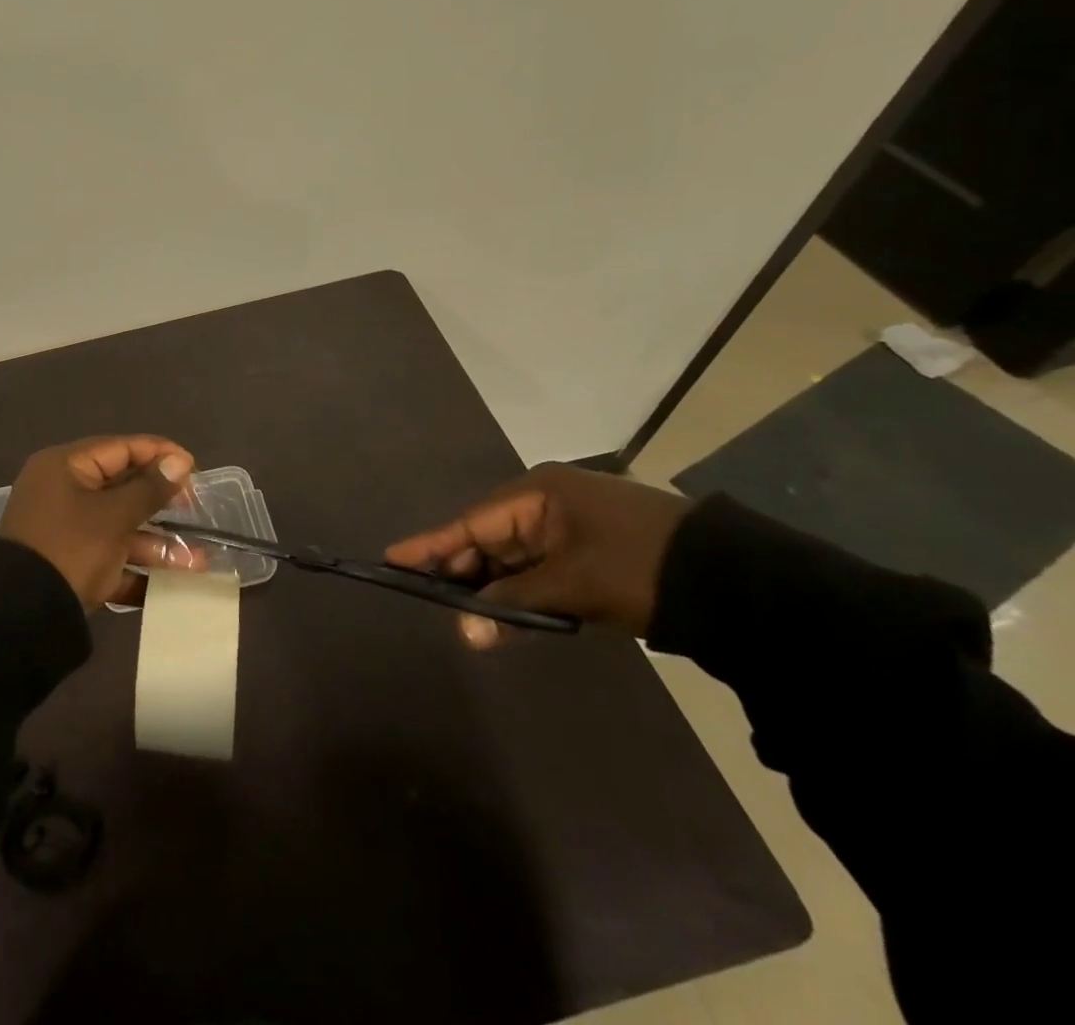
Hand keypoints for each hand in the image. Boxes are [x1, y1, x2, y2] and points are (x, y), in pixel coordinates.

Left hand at [0, 435, 202, 609]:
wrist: (21, 617)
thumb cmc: (71, 549)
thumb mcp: (114, 517)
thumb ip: (149, 488)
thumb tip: (178, 461)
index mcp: (65, 467)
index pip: (119, 448)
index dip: (159, 454)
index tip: (193, 467)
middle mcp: (62, 491)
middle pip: (121, 488)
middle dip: (162, 504)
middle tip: (195, 509)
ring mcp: (64, 529)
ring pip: (118, 527)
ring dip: (156, 544)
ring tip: (198, 561)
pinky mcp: (68, 563)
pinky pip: (108, 557)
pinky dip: (136, 568)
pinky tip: (171, 586)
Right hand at [384, 463, 692, 646]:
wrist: (733, 580)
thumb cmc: (639, 568)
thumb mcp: (572, 586)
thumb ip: (512, 604)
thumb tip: (463, 630)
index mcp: (537, 493)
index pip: (470, 522)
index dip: (431, 544)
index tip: (391, 557)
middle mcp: (546, 501)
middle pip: (487, 536)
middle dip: (459, 569)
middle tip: (422, 593)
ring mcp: (569, 524)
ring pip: (512, 555)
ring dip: (490, 585)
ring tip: (457, 610)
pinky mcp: (588, 549)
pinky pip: (537, 566)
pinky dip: (520, 589)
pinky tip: (500, 611)